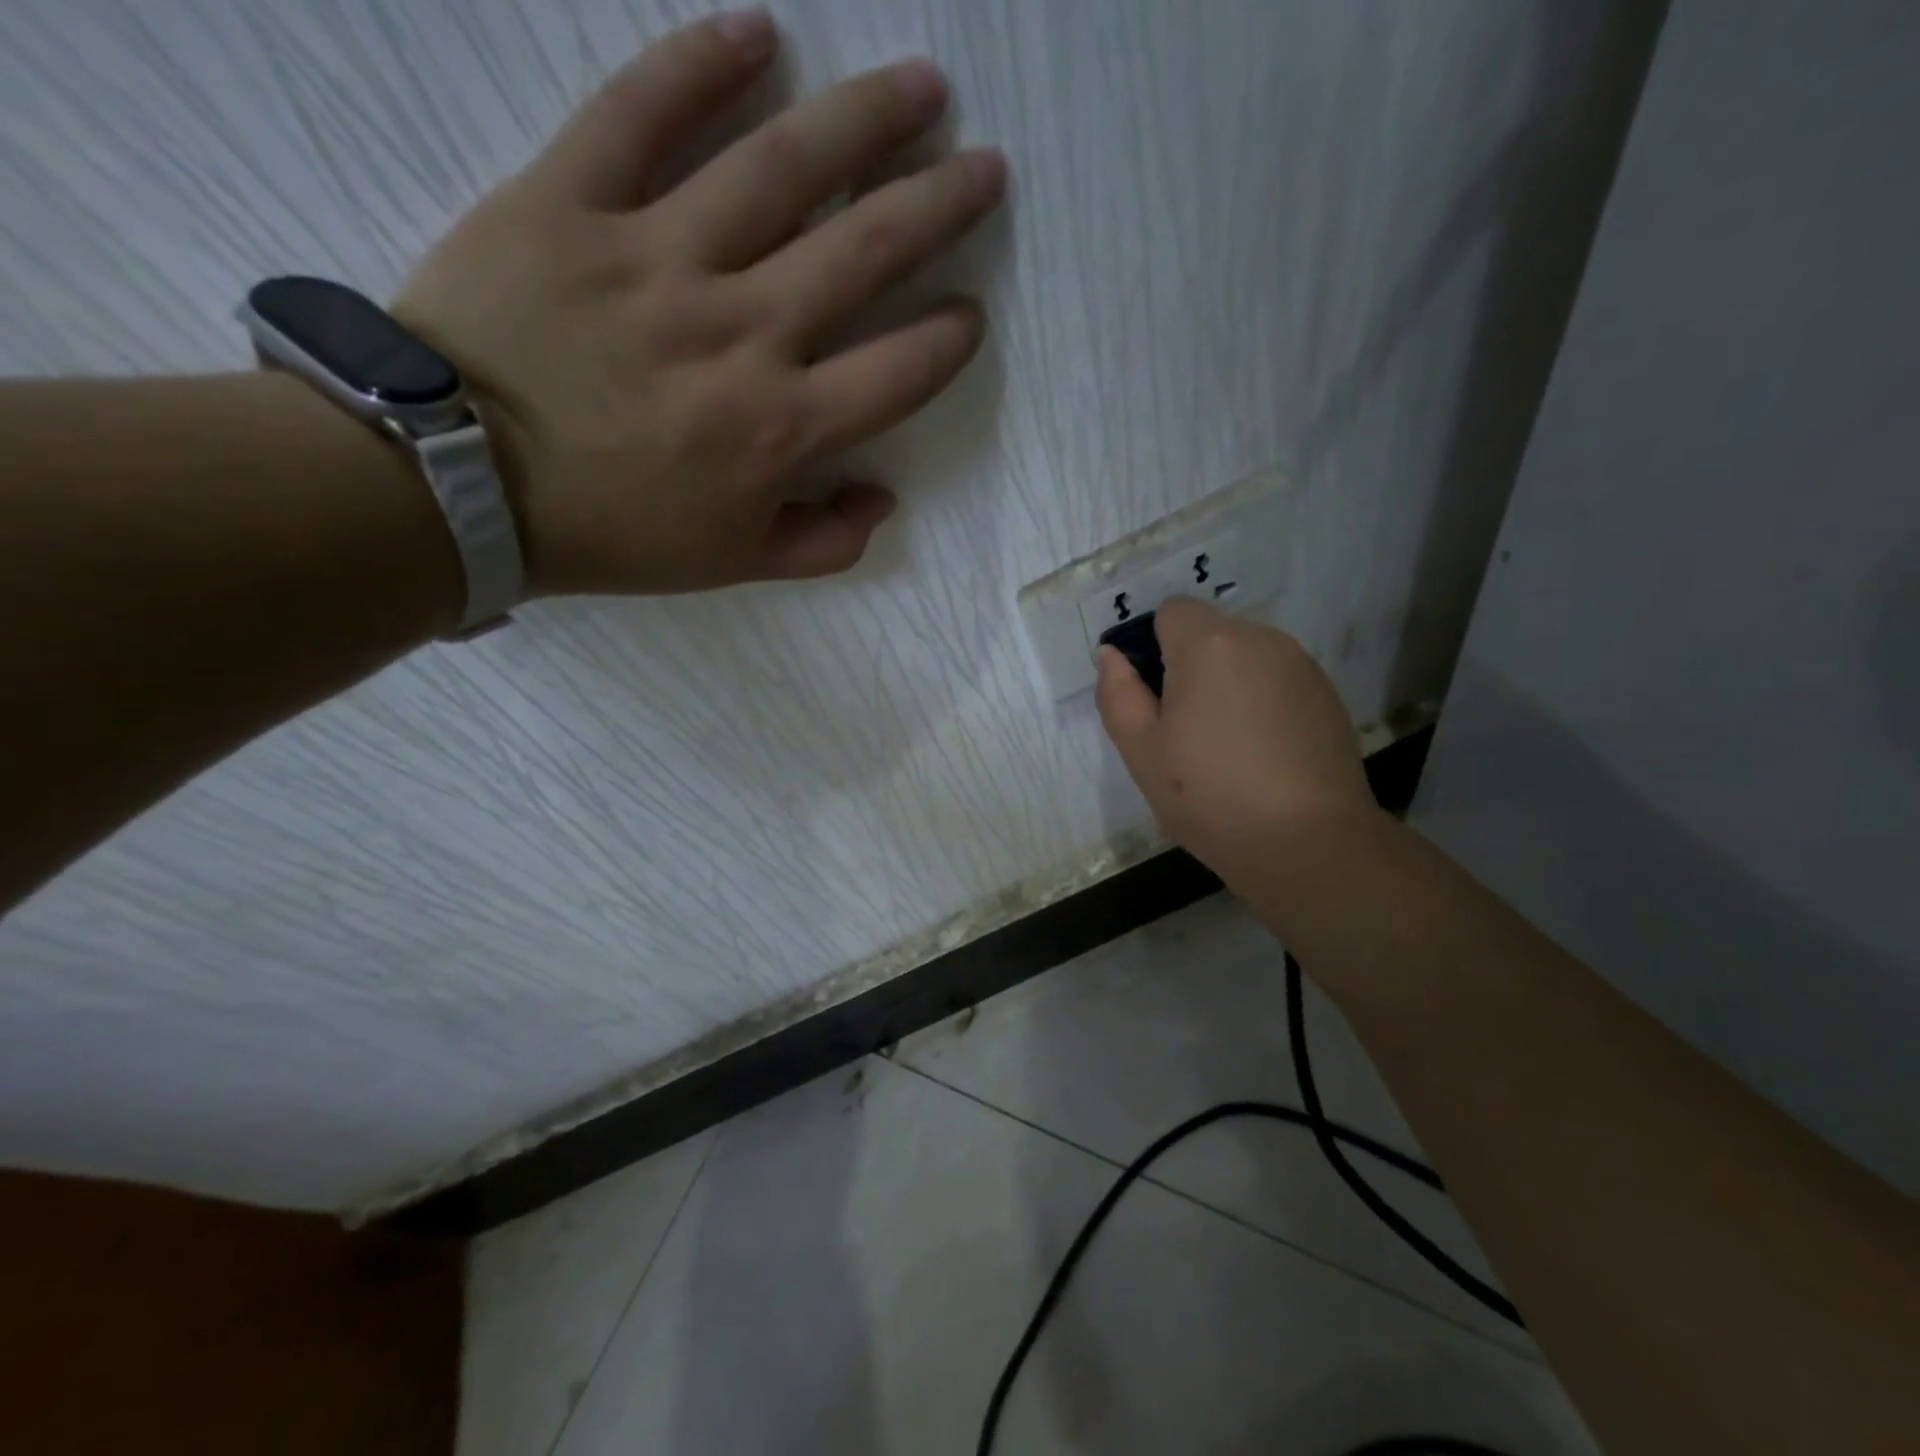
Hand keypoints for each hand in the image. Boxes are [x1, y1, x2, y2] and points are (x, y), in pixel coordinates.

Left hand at [392, 10, 1005, 596]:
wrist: (459, 486)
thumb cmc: (613, 532)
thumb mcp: (734, 565)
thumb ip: (822, 542)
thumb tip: (883, 500)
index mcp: (781, 427)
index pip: (898, 372)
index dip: (947, 343)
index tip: (968, 316)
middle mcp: (743, 332)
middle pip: (865, 252)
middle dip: (940, 207)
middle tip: (985, 169)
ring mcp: (660, 258)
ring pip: (780, 169)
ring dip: (862, 122)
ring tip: (920, 86)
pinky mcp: (572, 201)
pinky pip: (641, 115)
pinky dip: (699, 65)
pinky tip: (758, 32)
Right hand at [1095, 597, 1379, 883]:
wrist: (1307, 842)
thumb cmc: (1209, 795)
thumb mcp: (1141, 751)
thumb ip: (1117, 694)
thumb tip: (1112, 655)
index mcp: (1209, 645)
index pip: (1171, 610)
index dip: (1154, 647)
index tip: (1155, 697)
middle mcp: (1260, 639)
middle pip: (1210, 633)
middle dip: (1191, 667)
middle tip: (1186, 731)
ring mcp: (1300, 665)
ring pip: (1244, 657)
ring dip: (1227, 684)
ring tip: (1227, 746)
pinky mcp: (1327, 693)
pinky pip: (1276, 679)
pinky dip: (1261, 701)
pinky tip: (1263, 752)